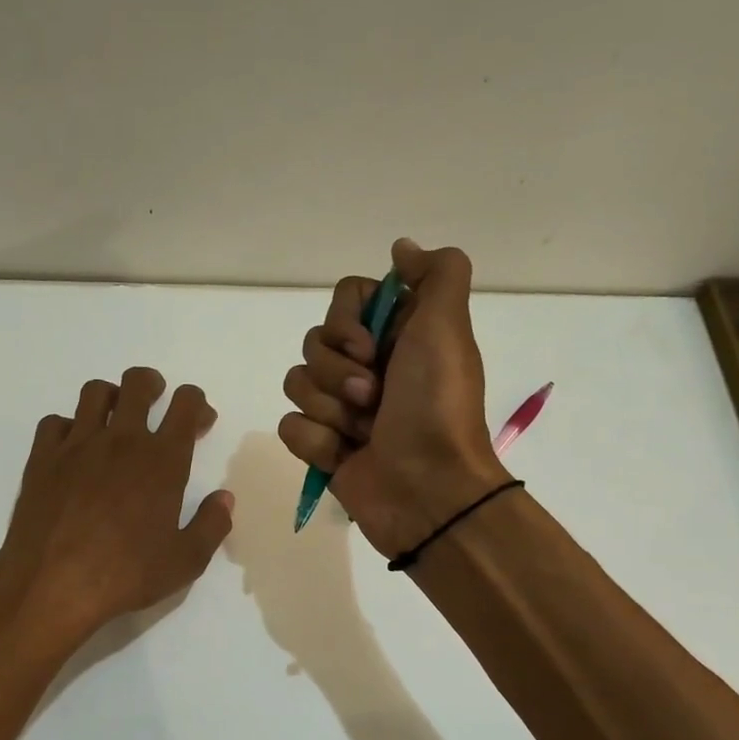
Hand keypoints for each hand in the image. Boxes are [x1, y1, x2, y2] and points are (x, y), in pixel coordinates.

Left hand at [0, 367, 233, 649]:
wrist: (52, 585)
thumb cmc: (125, 574)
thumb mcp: (185, 561)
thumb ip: (211, 525)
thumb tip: (224, 498)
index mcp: (162, 460)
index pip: (185, 405)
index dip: (197, 404)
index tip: (199, 421)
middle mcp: (121, 440)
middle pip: (138, 383)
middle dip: (153, 385)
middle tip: (156, 403)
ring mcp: (77, 445)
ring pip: (95, 392)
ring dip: (111, 397)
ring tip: (114, 420)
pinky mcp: (42, 458)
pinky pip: (55, 421)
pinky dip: (69, 427)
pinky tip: (74, 449)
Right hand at [278, 238, 509, 557]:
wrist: (427, 490)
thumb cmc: (436, 407)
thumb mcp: (447, 327)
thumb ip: (436, 274)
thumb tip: (400, 248)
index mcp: (396, 335)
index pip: (344, 299)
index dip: (347, 322)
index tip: (370, 346)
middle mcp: (367, 366)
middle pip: (314, 341)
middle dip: (339, 372)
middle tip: (374, 397)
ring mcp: (341, 408)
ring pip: (297, 382)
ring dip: (330, 409)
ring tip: (363, 432)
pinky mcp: (322, 446)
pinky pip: (291, 426)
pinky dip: (317, 443)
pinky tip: (345, 457)